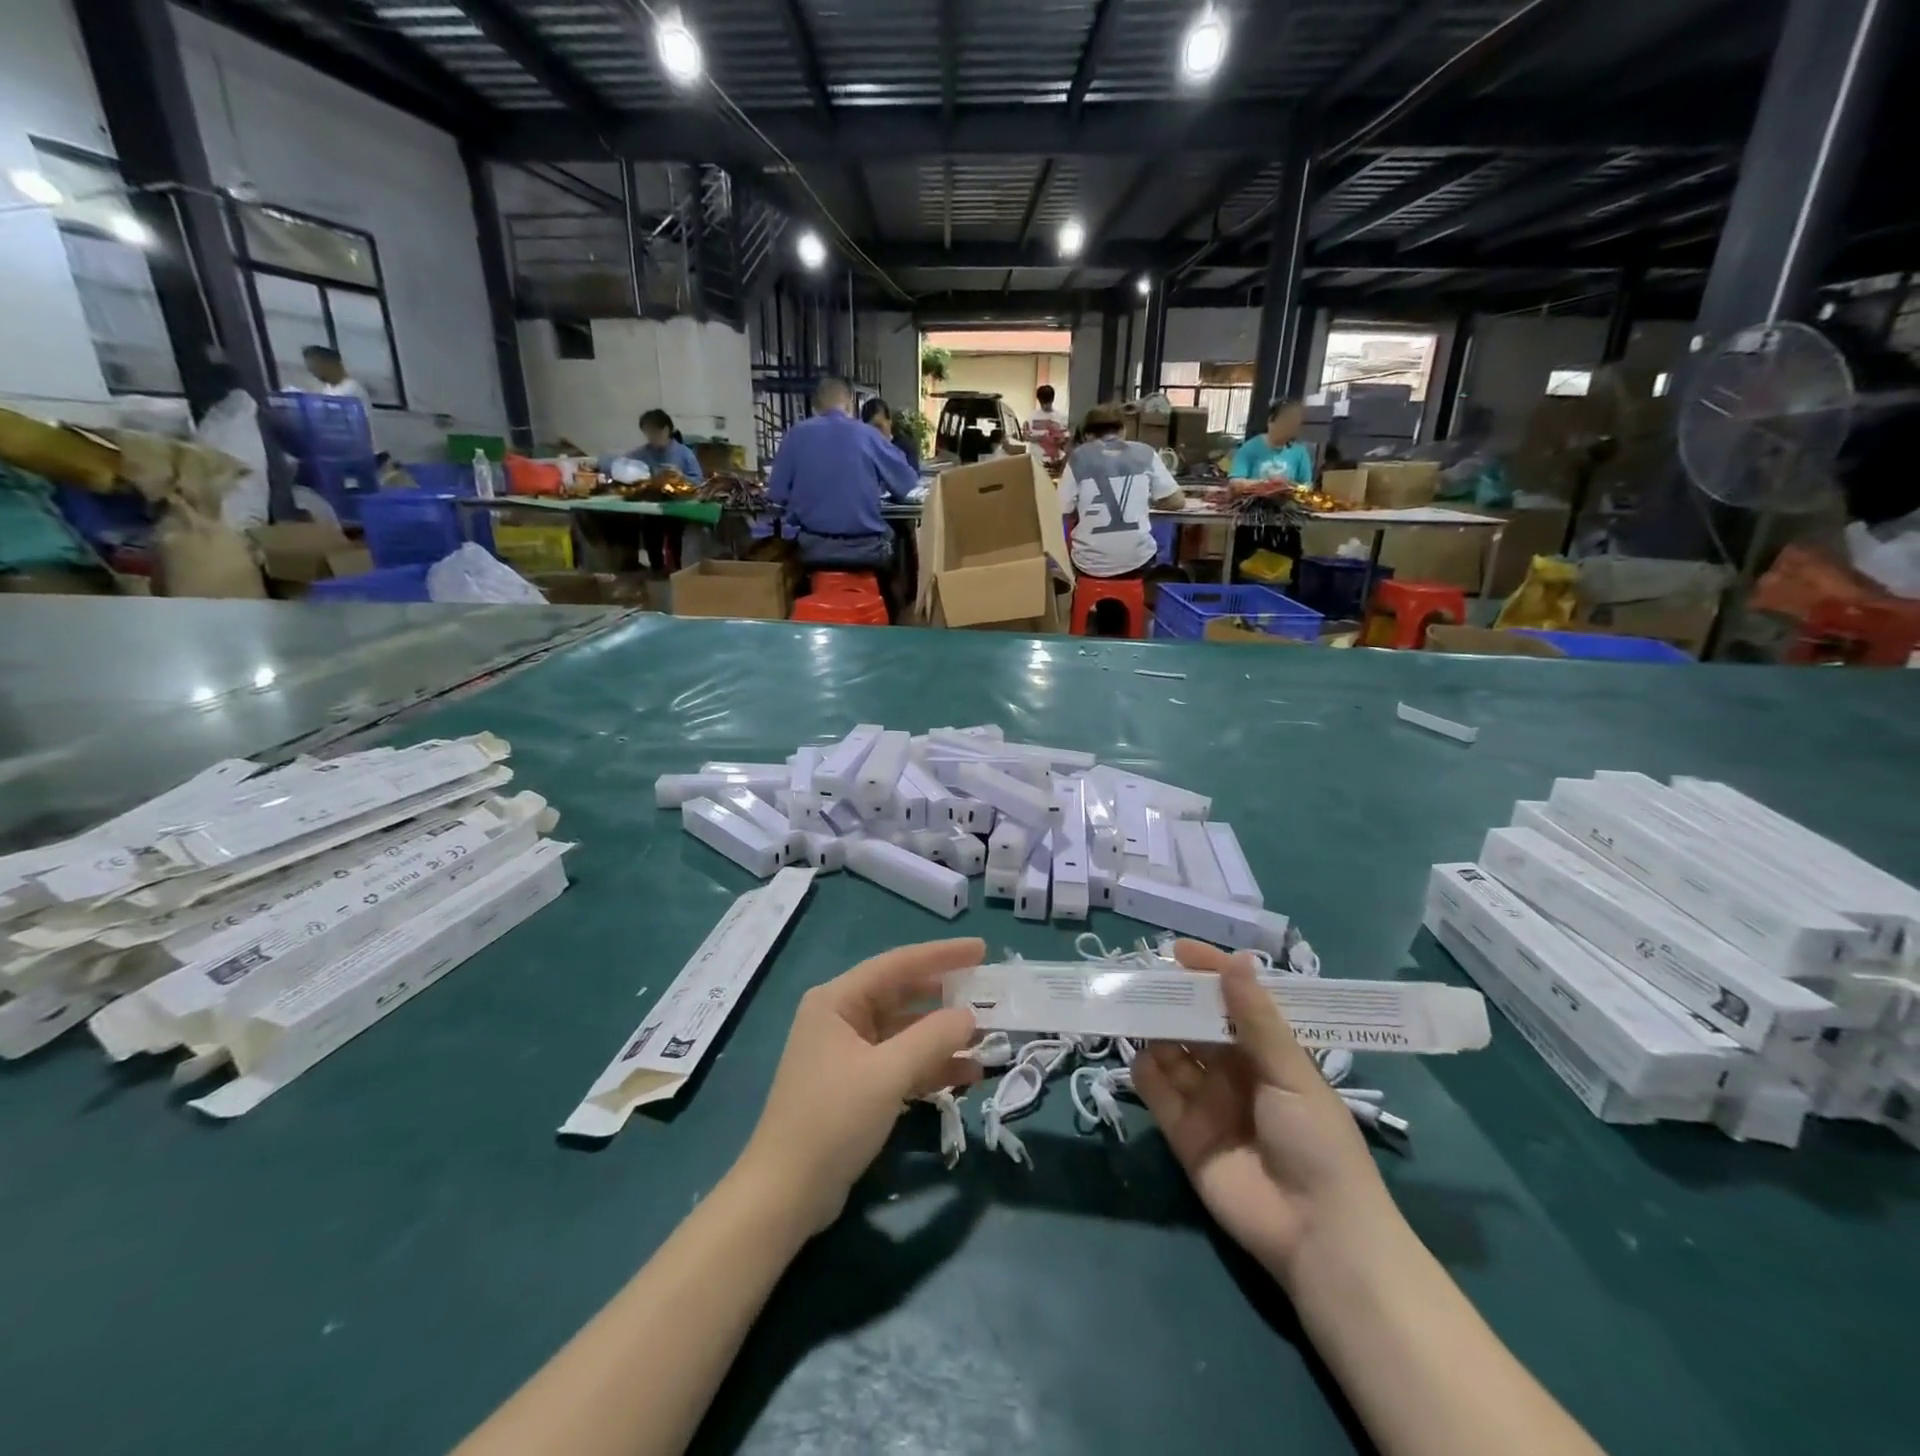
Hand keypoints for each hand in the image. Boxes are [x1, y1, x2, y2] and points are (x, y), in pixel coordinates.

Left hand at [741, 938, 984, 1234]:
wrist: (784, 1195)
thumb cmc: (831, 1120)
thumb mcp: (886, 1074)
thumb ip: (932, 1038)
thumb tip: (970, 1016)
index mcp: (837, 1001)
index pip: (898, 965)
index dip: (942, 955)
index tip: (982, 950)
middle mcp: (841, 1018)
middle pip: (903, 996)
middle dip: (946, 998)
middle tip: (989, 993)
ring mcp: (848, 1053)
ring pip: (906, 1033)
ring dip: (943, 1037)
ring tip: (988, 1042)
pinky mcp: (857, 1086)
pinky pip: (901, 1063)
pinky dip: (931, 1067)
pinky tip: (967, 1076)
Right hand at [1132, 941, 1397, 1282]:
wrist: (1318, 1235)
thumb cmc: (1318, 1141)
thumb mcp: (1291, 1072)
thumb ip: (1255, 1018)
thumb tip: (1235, 958)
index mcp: (1269, 1053)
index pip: (1234, 1001)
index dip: (1209, 974)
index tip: (1178, 951)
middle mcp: (1235, 1072)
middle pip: (1198, 1025)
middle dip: (1175, 1001)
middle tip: (1145, 977)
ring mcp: (1208, 1103)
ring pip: (1173, 1054)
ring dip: (1156, 1031)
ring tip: (1135, 1009)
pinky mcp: (1185, 1134)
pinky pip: (1158, 1094)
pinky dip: (1145, 1073)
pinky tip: (1140, 1057)